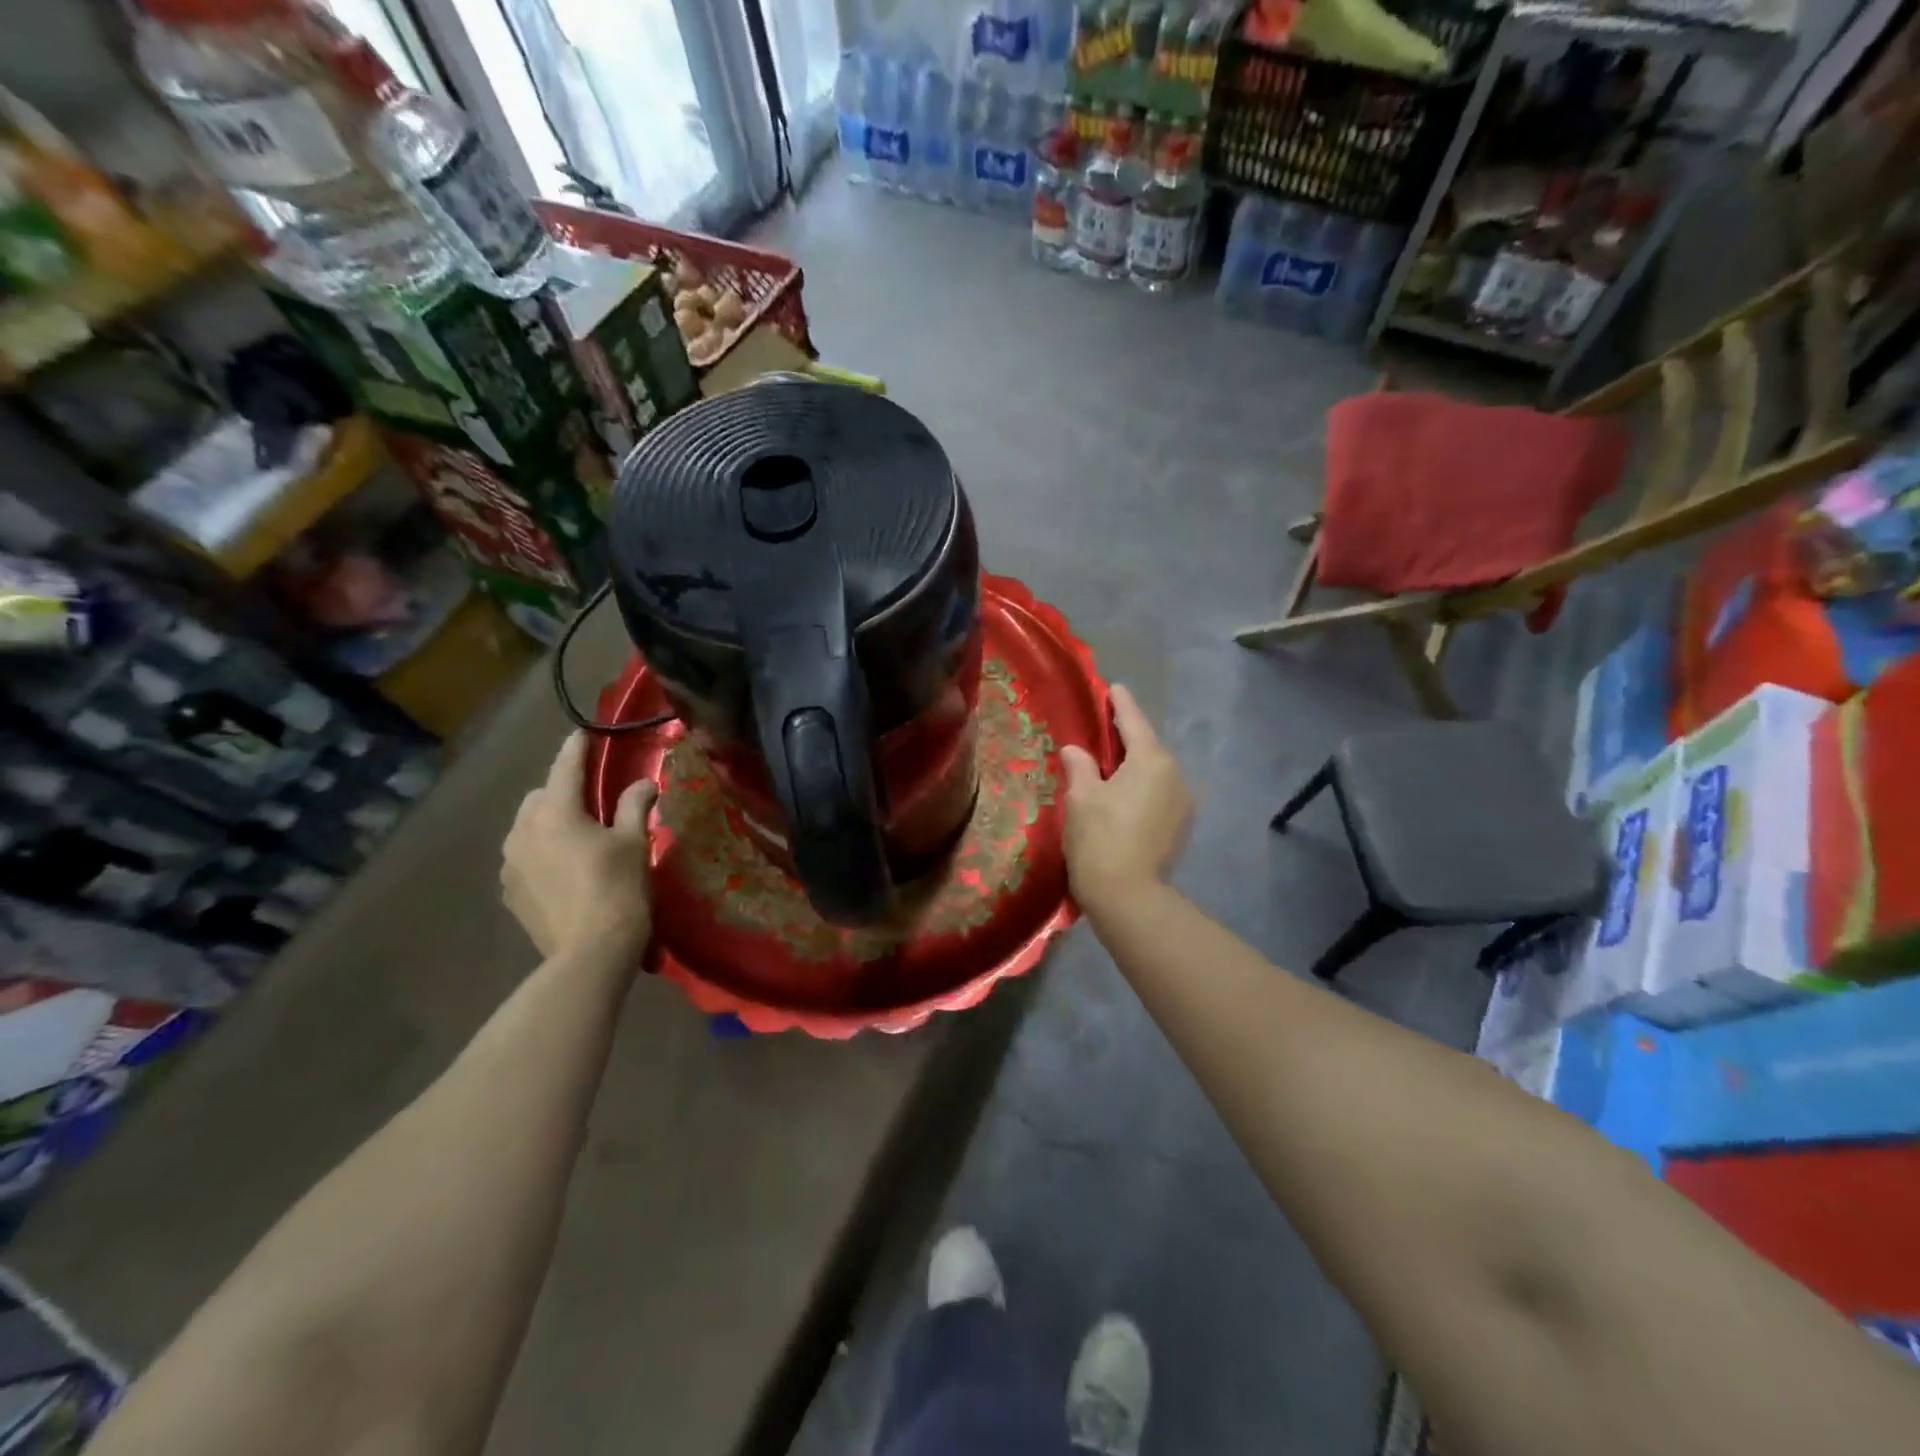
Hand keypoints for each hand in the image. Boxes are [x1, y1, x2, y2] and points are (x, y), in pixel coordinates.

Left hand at [501, 733, 656, 961]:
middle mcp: (523, 831)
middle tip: (591, 801)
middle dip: (561, 791)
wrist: (591, 951)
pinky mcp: (509, 891)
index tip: (582, 732)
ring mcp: (510, 863)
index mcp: (556, 812)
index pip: (565, 768)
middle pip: (540, 796)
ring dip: (548, 823)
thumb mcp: (634, 843)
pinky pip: (522, 857)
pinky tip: (564, 869)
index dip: (576, 748)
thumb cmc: (618, 888)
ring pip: (527, 827)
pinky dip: (540, 852)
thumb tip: (644, 782)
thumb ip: (634, 806)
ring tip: (577, 837)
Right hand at [1059, 685, 1191, 912]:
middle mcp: (1174, 774)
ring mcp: (1182, 802)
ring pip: (1155, 771)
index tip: (1113, 687)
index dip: (1120, 704)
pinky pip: (1158, 792)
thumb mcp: (1081, 797)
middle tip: (1103, 728)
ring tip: (1109, 764)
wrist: (1129, 897)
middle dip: (1127, 736)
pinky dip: (1141, 786)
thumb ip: (1080, 766)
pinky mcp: (1179, 825)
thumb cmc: (1100, 838)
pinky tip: (1122, 794)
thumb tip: (1076, 750)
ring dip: (1134, 764)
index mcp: (1151, 760)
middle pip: (1148, 746)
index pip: (1133, 721)